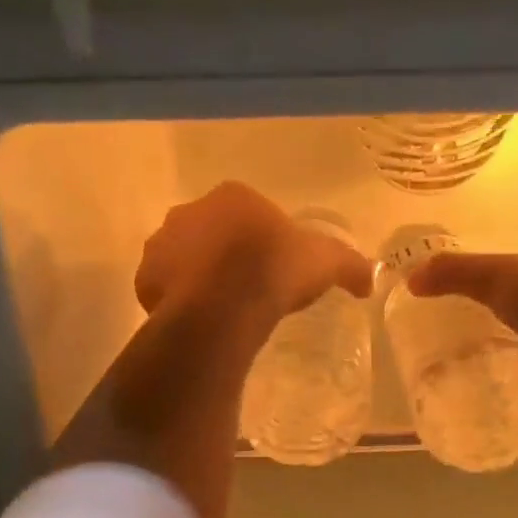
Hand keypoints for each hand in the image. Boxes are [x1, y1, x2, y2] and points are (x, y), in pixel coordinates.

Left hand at [135, 183, 373, 327]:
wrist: (226, 304)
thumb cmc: (276, 270)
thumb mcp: (326, 263)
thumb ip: (349, 266)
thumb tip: (371, 279)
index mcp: (233, 197)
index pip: (246, 211)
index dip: (258, 240)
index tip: (270, 267)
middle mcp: (190, 211)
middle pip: (209, 232)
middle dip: (222, 254)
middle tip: (244, 289)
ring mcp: (163, 244)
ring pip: (181, 259)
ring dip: (196, 276)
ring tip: (220, 309)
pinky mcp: (146, 278)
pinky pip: (162, 289)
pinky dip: (176, 301)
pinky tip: (198, 320)